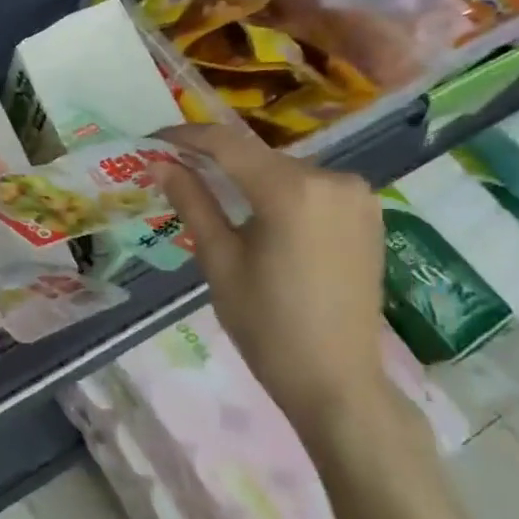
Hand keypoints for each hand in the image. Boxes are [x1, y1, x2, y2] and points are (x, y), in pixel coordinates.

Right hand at [156, 122, 393, 441]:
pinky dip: (278, 192)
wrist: (337, 380)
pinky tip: (256, 214)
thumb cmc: (266, 324)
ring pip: (283, 171)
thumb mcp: (219, 260)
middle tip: (174, 173)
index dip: (185, 137)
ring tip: (210, 194)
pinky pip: (310, 188)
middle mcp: (332, 179)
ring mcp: (357, 196)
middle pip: (257, 157)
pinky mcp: (367, 215)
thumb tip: (158, 163)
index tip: (151, 141)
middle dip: (214, 160)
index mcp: (292, 190)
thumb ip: (192, 202)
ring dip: (246, 177)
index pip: (227, 144)